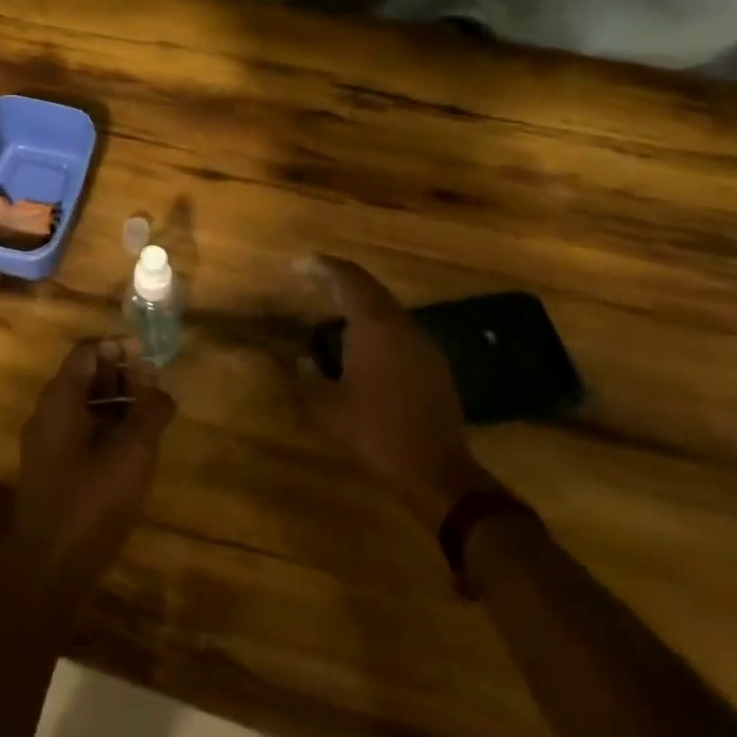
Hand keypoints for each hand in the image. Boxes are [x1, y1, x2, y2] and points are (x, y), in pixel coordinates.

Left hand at [0, 338, 175, 614]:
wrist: (48, 570)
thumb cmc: (91, 503)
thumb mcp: (132, 454)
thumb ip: (150, 413)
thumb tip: (162, 390)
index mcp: (60, 399)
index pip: (87, 351)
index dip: (118, 347)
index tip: (148, 356)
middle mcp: (46, 412)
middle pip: (83, 375)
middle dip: (120, 373)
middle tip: (154, 385)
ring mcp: (45, 442)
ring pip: (82, 404)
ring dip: (115, 401)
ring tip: (149, 414)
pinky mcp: (49, 467)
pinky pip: (78, 430)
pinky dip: (104, 425)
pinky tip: (130, 446)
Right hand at [301, 256, 495, 524]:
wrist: (438, 473)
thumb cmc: (376, 433)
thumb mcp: (327, 408)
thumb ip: (305, 378)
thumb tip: (298, 360)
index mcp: (375, 326)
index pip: (347, 278)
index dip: (321, 266)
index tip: (297, 264)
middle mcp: (402, 325)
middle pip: (369, 287)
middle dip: (339, 280)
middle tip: (312, 281)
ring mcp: (423, 344)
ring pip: (387, 309)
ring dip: (359, 304)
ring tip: (332, 312)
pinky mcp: (434, 365)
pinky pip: (400, 330)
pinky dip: (376, 325)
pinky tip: (362, 347)